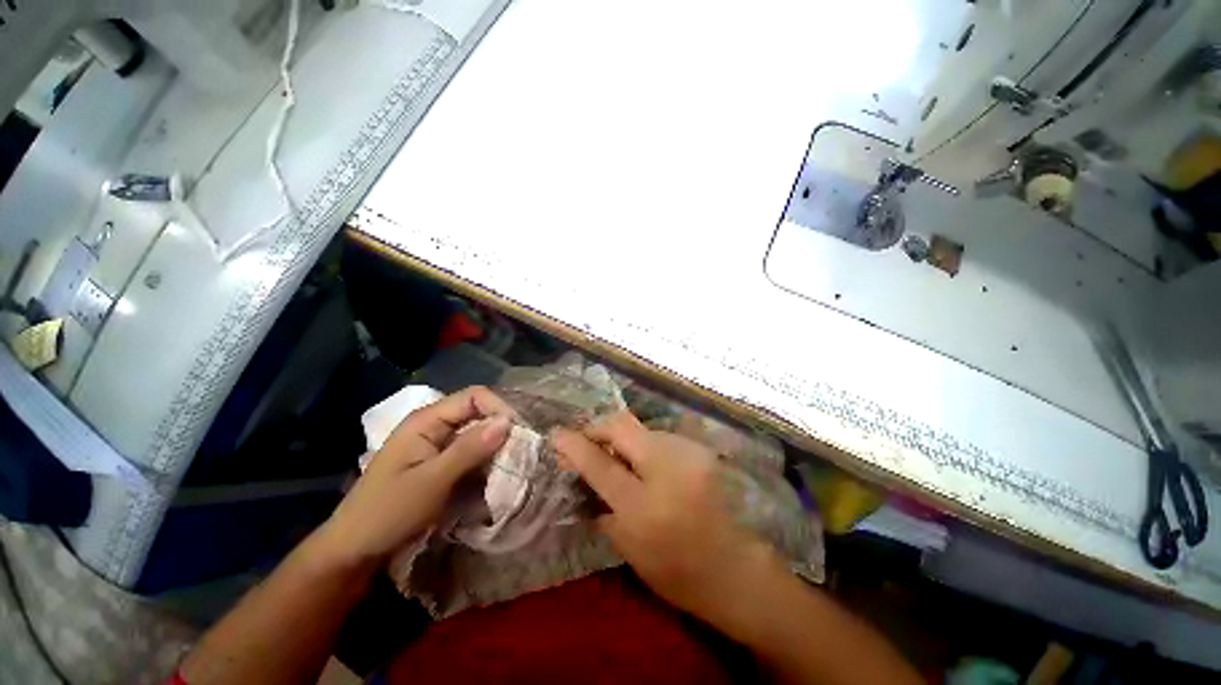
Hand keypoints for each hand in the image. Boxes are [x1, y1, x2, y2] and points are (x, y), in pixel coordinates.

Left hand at [315, 386, 513, 568]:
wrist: (354, 550)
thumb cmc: (388, 512)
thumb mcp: (432, 481)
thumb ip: (470, 449)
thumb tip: (507, 421)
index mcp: (427, 420)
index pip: (474, 396)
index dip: (499, 408)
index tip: (519, 432)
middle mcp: (434, 425)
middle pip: (478, 413)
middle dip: (501, 429)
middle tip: (521, 451)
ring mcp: (437, 444)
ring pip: (477, 433)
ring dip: (495, 447)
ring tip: (513, 464)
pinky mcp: (440, 462)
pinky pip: (471, 452)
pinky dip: (485, 460)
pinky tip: (495, 475)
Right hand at [553, 410, 776, 624]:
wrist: (736, 569)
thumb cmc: (677, 572)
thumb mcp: (629, 548)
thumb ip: (602, 506)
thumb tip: (583, 473)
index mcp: (643, 505)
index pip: (599, 462)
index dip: (574, 445)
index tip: (557, 434)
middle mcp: (667, 467)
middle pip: (621, 425)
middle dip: (598, 428)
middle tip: (589, 441)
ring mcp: (687, 452)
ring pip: (641, 428)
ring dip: (623, 439)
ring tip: (621, 458)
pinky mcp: (699, 449)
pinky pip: (660, 437)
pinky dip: (645, 446)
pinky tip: (648, 464)